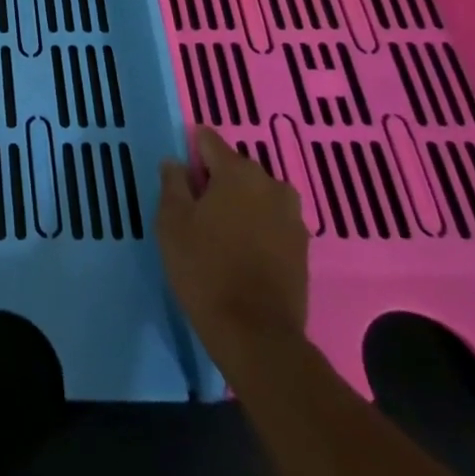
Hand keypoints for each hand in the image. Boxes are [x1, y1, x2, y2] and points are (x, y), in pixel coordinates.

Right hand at [157, 126, 308, 367]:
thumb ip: (172, 183)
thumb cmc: (205, 269)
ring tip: (218, 231)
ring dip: (239, 203)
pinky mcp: (303, 247)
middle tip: (195, 208)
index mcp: (237, 171)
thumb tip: (176, 162)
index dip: (190, 152)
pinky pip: (271, 220)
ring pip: (256, 195)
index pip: (209, 140)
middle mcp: (271, 184)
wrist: (257, 335)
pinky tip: (240, 251)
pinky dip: (256, 226)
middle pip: (235, 167)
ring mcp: (292, 217)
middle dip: (216, 179)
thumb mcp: (172, 222)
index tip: (179, 176)